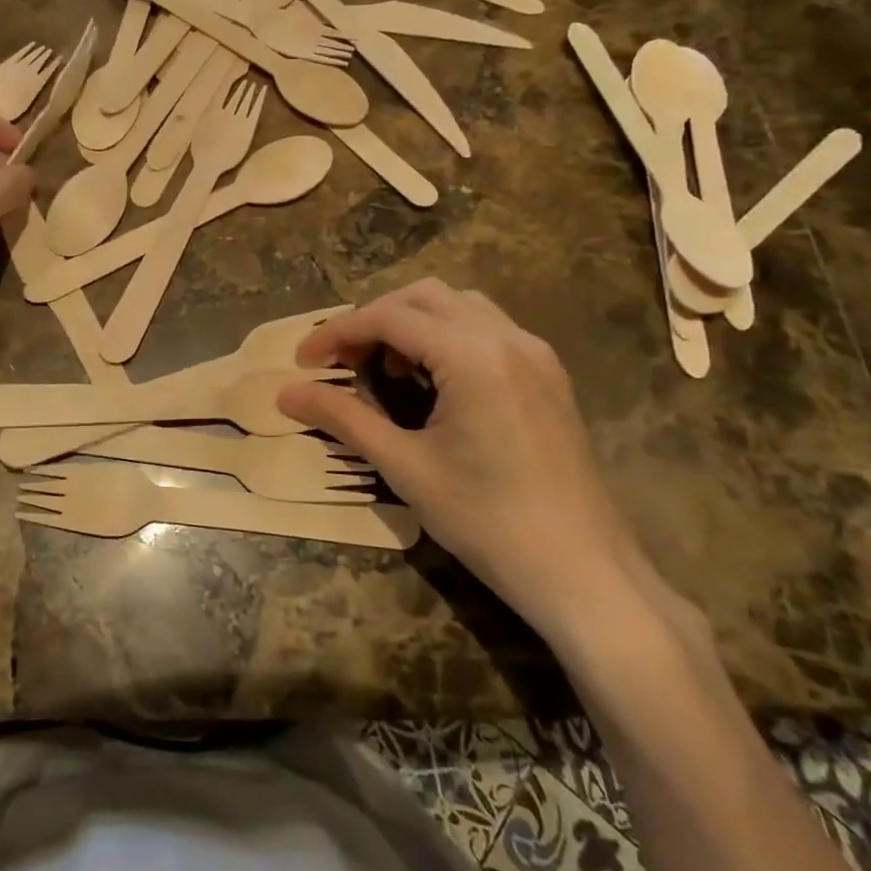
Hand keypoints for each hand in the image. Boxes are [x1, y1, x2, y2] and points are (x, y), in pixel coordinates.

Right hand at [278, 280, 654, 646]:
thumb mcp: (405, 467)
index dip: (338, 332)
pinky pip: (487, 327)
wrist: (585, 573)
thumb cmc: (488, 521)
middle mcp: (507, 337)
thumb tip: (285, 394)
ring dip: (413, 321)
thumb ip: (343, 419)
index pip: (389, 317)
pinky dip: (447, 335)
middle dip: (374, 318)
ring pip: (459, 305)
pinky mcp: (548, 374)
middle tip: (342, 359)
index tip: (303, 360)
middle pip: (423, 296)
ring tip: (386, 366)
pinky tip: (434, 379)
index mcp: (472, 355)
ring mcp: (535, 353)